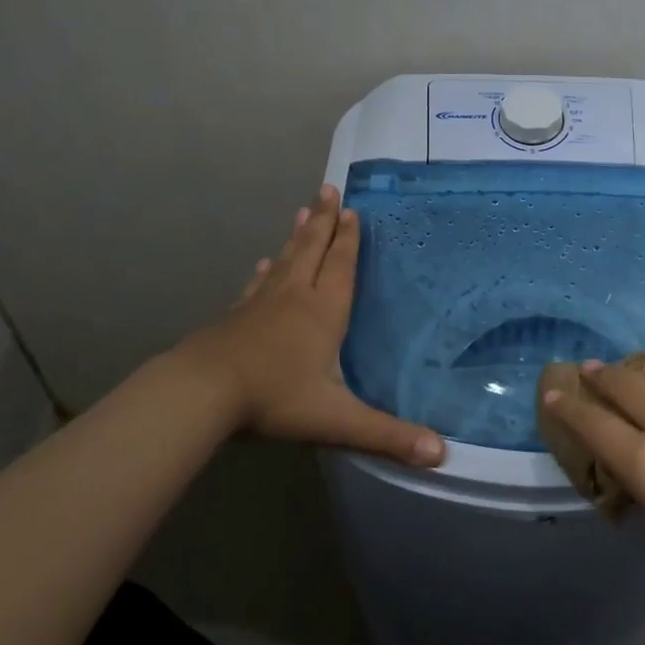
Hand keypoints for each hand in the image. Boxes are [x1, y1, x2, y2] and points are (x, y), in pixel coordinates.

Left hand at [178, 185, 444, 467]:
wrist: (202, 392)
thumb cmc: (275, 399)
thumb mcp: (337, 419)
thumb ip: (388, 436)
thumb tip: (442, 454)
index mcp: (323, 312)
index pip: (340, 266)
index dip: (348, 239)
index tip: (351, 210)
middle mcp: (294, 298)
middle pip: (312, 250)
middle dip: (323, 221)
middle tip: (327, 189)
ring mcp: (260, 304)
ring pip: (284, 260)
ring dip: (296, 235)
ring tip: (301, 211)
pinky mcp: (235, 317)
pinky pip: (256, 285)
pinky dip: (264, 270)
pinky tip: (262, 264)